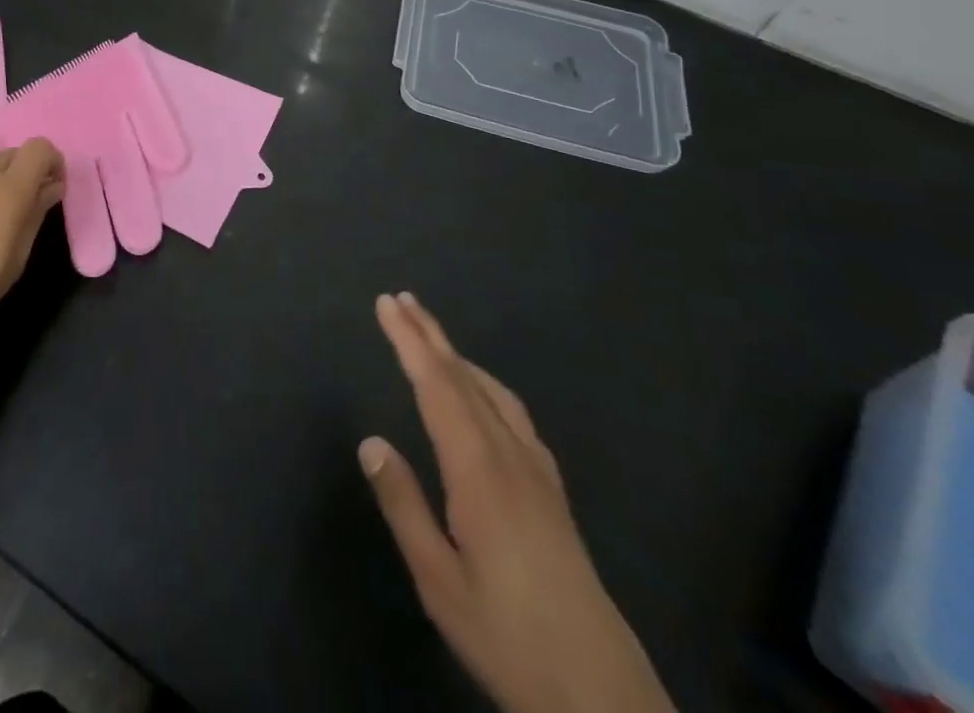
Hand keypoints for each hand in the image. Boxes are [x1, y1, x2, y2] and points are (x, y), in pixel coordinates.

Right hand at [360, 293, 675, 712]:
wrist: (602, 693)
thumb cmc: (508, 635)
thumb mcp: (438, 581)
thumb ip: (403, 505)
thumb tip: (371, 442)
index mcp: (478, 470)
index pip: (436, 386)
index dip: (409, 342)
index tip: (387, 305)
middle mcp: (510, 456)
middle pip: (464, 378)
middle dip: (430, 335)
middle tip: (402, 299)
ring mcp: (538, 472)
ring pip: (493, 392)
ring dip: (458, 356)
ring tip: (432, 337)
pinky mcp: (553, 492)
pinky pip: (515, 415)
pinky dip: (487, 385)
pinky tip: (484, 396)